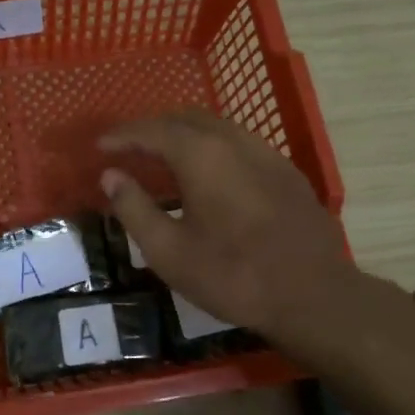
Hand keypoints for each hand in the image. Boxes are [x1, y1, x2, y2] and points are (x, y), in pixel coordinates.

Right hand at [98, 111, 397, 363]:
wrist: (313, 295)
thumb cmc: (233, 276)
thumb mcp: (169, 251)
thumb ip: (135, 208)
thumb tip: (111, 176)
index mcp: (202, 156)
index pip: (153, 130)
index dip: (123, 135)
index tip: (100, 145)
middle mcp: (235, 142)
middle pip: (186, 118)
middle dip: (153, 128)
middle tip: (129, 148)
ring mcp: (267, 154)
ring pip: (217, 127)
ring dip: (184, 134)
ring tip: (164, 157)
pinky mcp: (287, 172)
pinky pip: (240, 143)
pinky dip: (212, 146)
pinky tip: (209, 173)